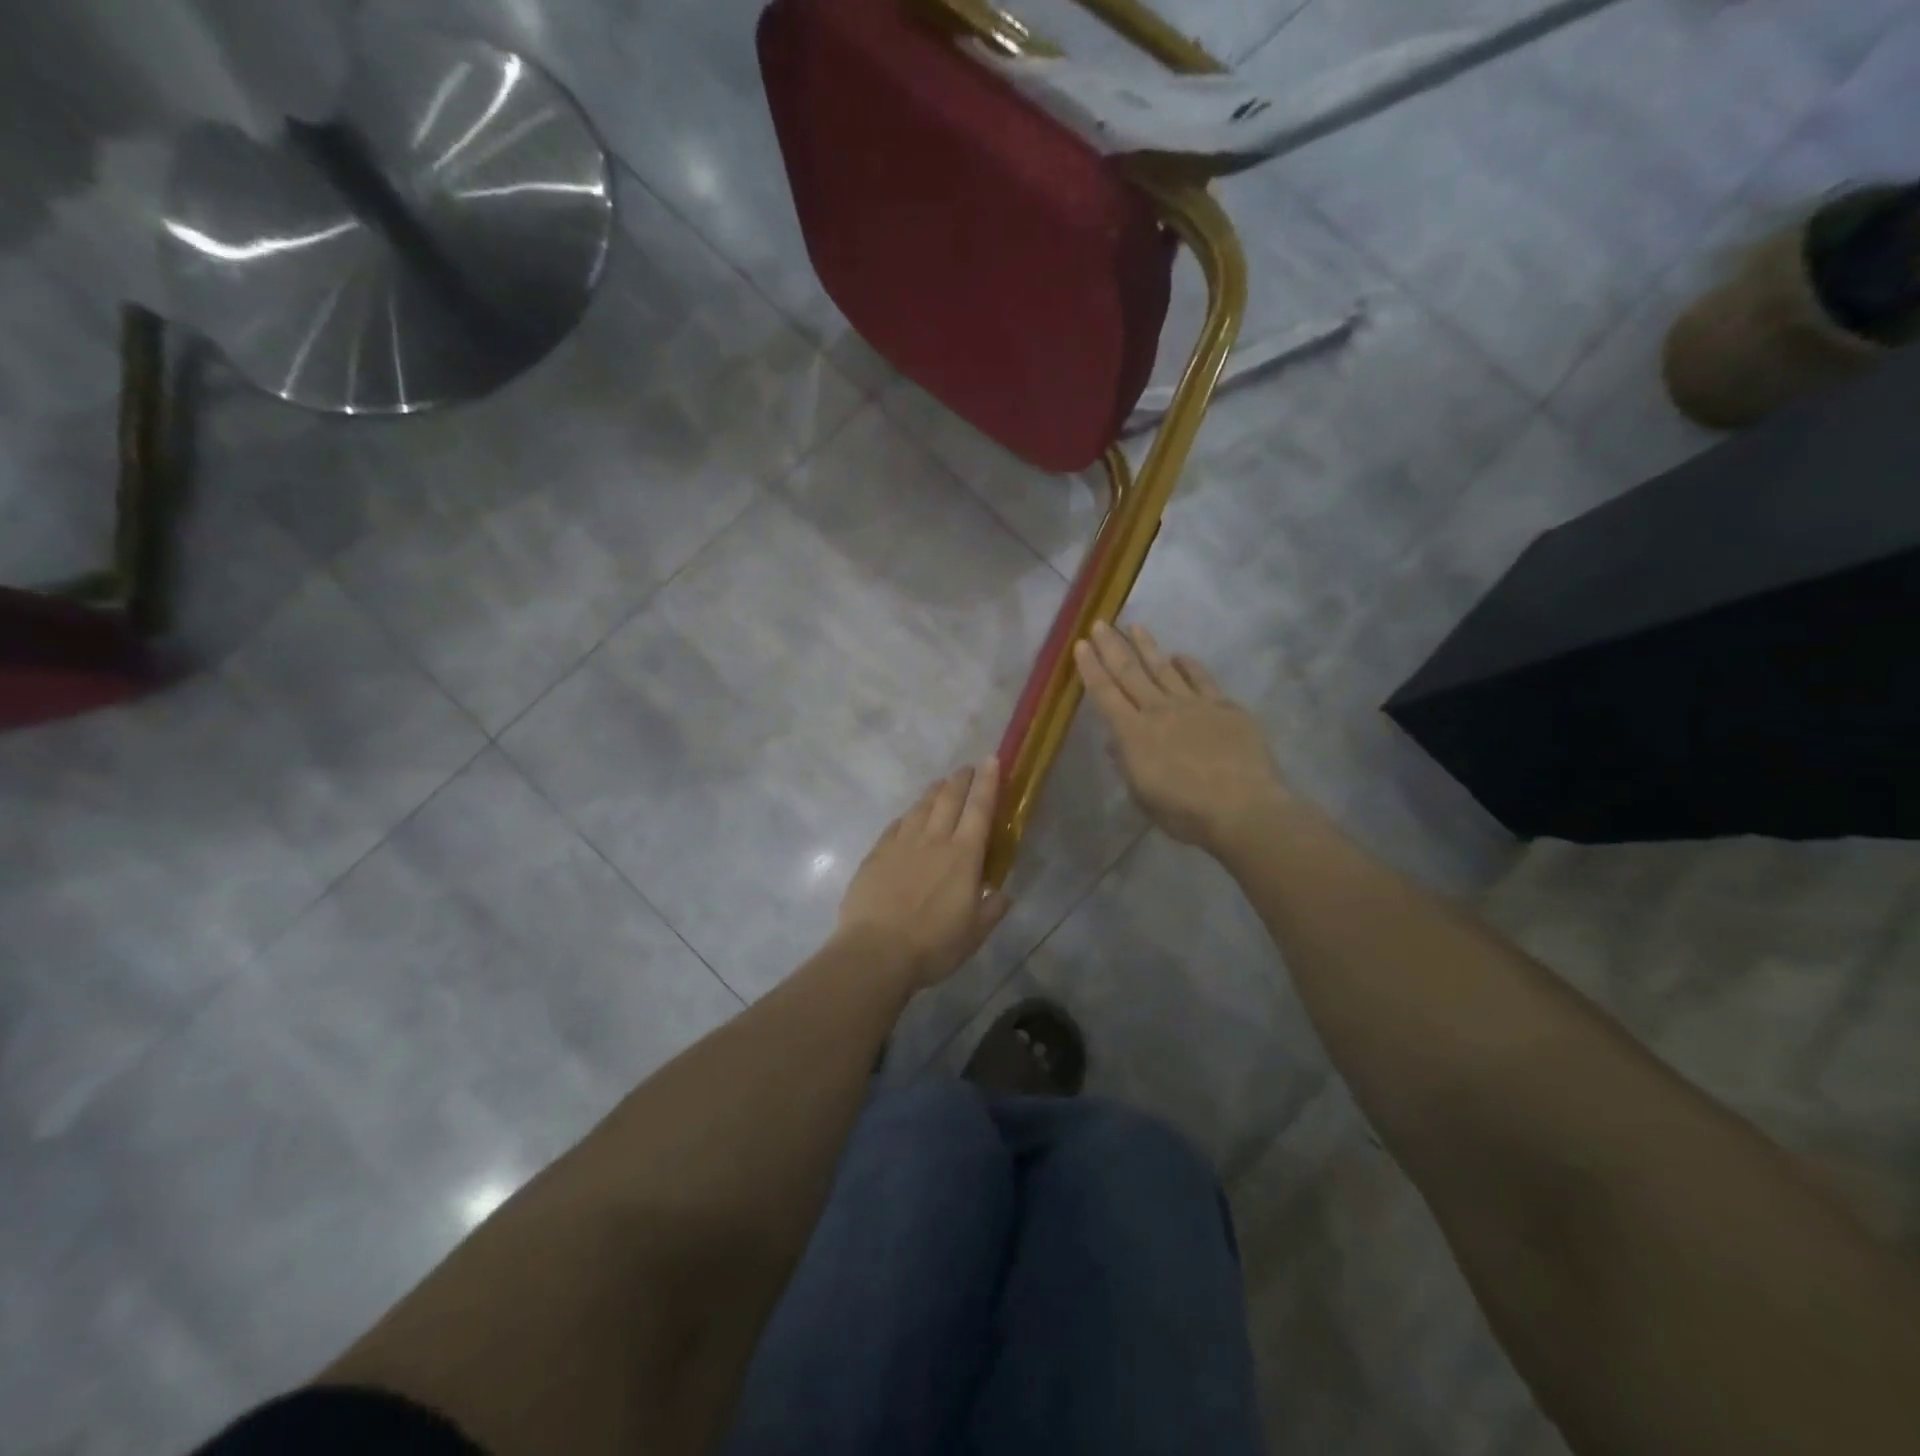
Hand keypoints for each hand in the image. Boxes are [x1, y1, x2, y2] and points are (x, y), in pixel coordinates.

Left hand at [836, 759, 1011, 988]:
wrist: (876, 952)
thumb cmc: (933, 945)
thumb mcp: (974, 934)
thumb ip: (992, 909)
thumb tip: (1002, 893)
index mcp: (963, 856)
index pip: (979, 809)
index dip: (988, 783)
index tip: (991, 760)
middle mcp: (934, 840)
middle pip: (949, 798)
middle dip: (961, 779)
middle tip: (967, 768)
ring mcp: (901, 843)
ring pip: (920, 806)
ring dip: (934, 791)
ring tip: (941, 784)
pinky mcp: (876, 853)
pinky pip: (896, 824)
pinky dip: (908, 815)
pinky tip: (909, 816)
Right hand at [1075, 622, 1290, 852]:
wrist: (1242, 808)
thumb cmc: (1185, 813)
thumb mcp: (1143, 796)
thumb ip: (1128, 764)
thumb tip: (1115, 743)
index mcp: (1133, 734)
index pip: (1105, 693)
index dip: (1090, 668)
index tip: (1080, 645)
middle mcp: (1159, 710)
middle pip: (1130, 672)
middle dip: (1112, 646)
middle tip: (1100, 623)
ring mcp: (1194, 705)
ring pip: (1164, 668)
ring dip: (1147, 646)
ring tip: (1135, 626)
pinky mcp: (1225, 708)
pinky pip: (1203, 680)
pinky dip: (1190, 665)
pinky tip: (1181, 655)